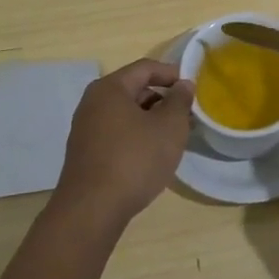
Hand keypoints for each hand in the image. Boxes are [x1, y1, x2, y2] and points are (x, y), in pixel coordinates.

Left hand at [53, 59, 194, 228]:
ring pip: (126, 114)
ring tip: (173, 138)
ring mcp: (85, 129)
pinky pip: (116, 133)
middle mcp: (93, 102)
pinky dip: (136, 136)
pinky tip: (151, 156)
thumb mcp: (169, 127)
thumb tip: (182, 85)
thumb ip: (179, 101)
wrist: (91, 210)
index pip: (145, 68)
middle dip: (162, 100)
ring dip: (151, 121)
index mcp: (110, 88)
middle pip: (134, 89)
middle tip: (186, 117)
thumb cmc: (134, 160)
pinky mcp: (85, 153)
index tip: (192, 90)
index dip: (171, 74)